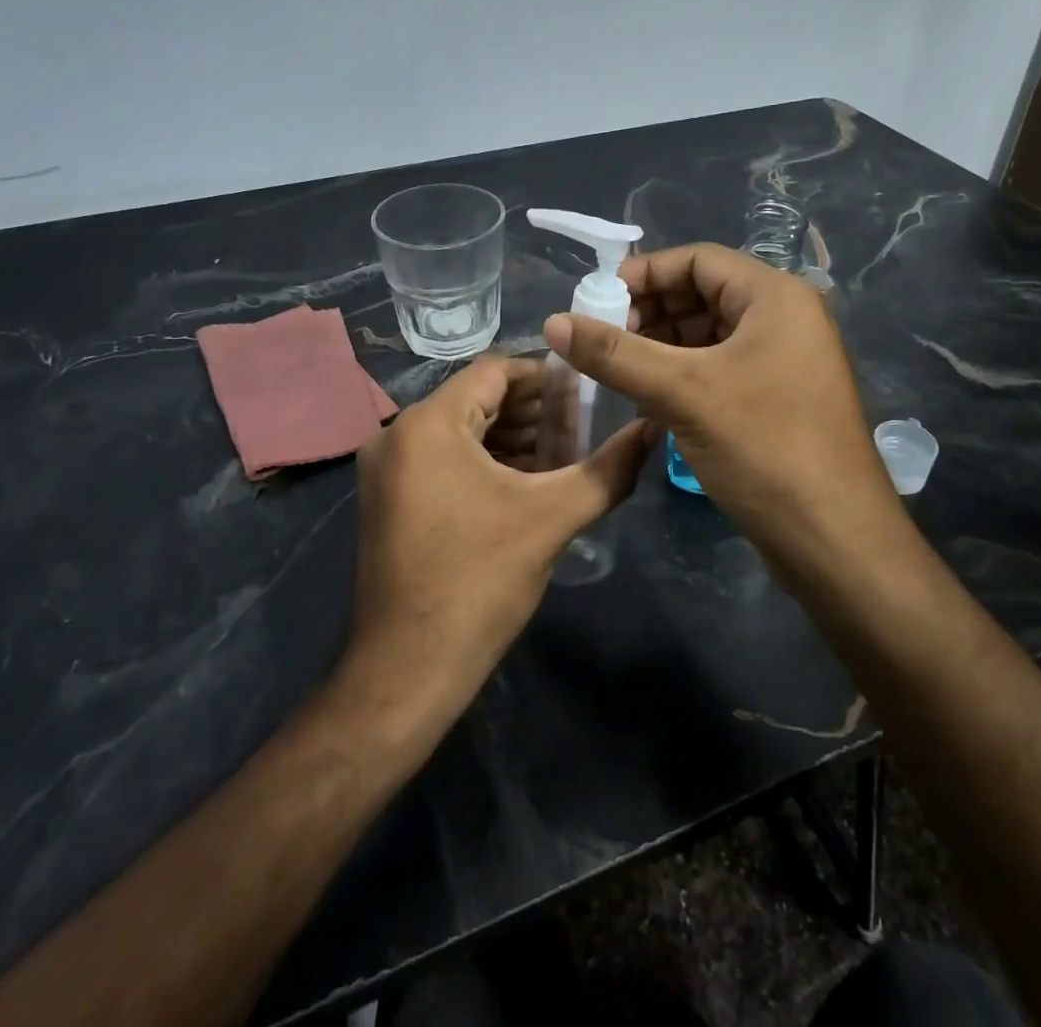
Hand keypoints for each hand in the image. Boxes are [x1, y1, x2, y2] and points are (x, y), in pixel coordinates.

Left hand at [344, 356, 654, 711]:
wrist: (408, 669)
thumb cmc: (479, 581)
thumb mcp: (552, 518)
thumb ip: (609, 469)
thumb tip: (653, 429)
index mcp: (427, 424)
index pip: (494, 371)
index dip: (545, 376)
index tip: (586, 390)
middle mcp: (397, 436)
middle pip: (476, 400)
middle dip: (532, 410)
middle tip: (584, 423)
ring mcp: (387, 471)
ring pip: (460, 432)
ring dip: (512, 438)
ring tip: (565, 452)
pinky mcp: (389, 501)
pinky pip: (443, 461)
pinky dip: (485, 462)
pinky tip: (527, 482)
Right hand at [542, 244, 902, 570]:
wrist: (834, 539)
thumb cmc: (764, 447)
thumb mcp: (682, 393)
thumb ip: (615, 355)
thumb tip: (552, 322)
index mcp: (774, 297)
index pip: (698, 260)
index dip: (644, 274)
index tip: (596, 300)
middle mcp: (783, 319)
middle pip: (702, 295)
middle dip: (649, 313)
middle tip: (601, 340)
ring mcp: (783, 361)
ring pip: (708, 336)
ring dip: (660, 347)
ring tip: (616, 371)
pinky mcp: (776, 398)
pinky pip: (719, 369)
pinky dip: (681, 375)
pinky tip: (646, 399)